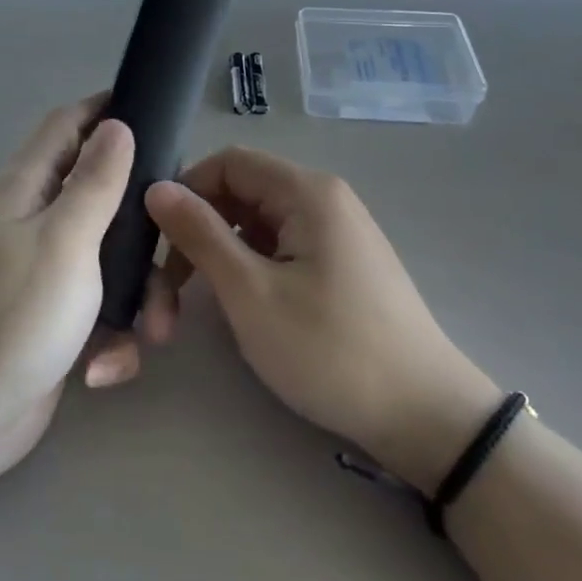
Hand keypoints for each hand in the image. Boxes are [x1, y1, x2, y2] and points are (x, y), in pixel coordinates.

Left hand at [0, 97, 134, 498]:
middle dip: (142, 218)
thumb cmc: (12, 319)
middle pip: (101, 191)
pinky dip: (114, 332)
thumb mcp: (64, 241)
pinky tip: (106, 365)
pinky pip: (102, 306)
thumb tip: (116, 124)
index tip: (159, 117)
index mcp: (26, 189)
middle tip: (179, 238)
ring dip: (139, 290)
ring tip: (153, 329)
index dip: (107, 110)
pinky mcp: (57, 318)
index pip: (67, 124)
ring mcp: (45, 272)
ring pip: (112, 256)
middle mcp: (34, 221)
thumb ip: (95, 181)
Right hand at [144, 147, 501, 492]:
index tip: (156, 239)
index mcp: (307, 192)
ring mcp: (335, 232)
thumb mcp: (251, 293)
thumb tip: (156, 188)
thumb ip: (200, 234)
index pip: (227, 162)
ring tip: (193, 305)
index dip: (186, 192)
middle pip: (240, 192)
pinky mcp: (340, 265)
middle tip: (166, 287)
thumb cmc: (330, 350)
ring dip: (219, 255)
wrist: (425, 418)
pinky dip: (248, 268)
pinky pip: (279, 247)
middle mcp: (323, 199)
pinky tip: (238, 306)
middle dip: (197, 230)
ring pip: (256, 224)